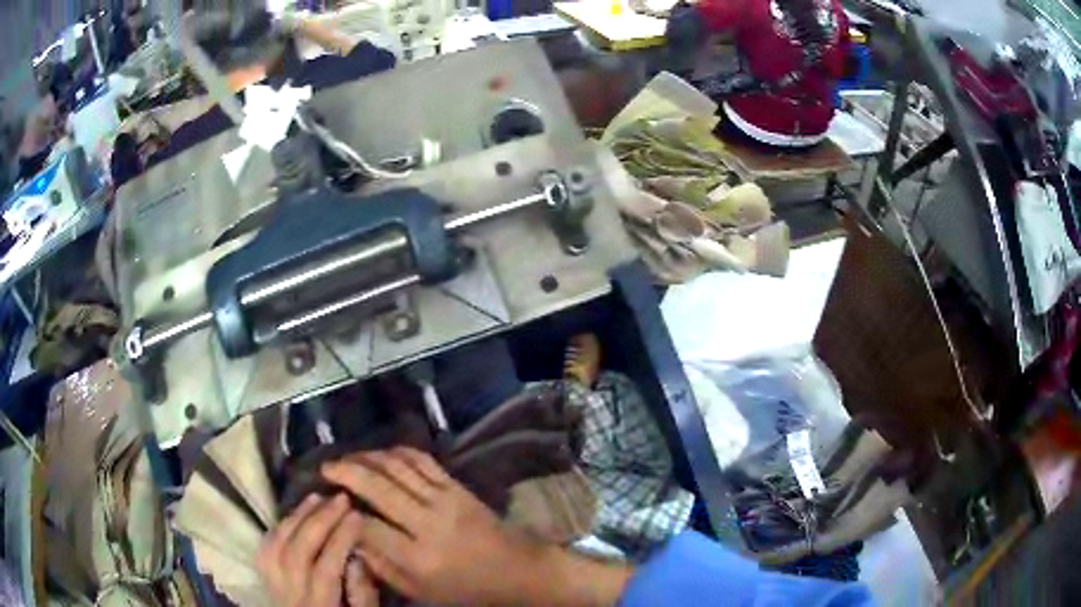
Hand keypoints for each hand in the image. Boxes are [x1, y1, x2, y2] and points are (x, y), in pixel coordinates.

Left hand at [258, 493, 377, 606]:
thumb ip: (363, 596)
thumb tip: (357, 558)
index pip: (325, 570)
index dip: (340, 540)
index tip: (357, 515)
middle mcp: (289, 597)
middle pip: (296, 553)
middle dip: (318, 521)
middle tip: (340, 498)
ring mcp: (273, 588)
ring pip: (275, 547)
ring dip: (295, 518)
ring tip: (317, 498)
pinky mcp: (266, 581)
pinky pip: (264, 551)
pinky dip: (277, 528)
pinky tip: (293, 515)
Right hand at [322, 448, 634, 605]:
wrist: (518, 571)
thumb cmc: (466, 590)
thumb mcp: (419, 592)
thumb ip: (382, 567)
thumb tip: (352, 538)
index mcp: (418, 557)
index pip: (368, 527)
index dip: (343, 514)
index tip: (328, 505)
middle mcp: (428, 523)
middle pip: (378, 487)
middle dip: (346, 472)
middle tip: (325, 467)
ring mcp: (445, 499)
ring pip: (398, 467)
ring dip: (367, 457)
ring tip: (347, 457)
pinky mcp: (458, 486)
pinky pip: (422, 460)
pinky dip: (397, 452)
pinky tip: (381, 454)